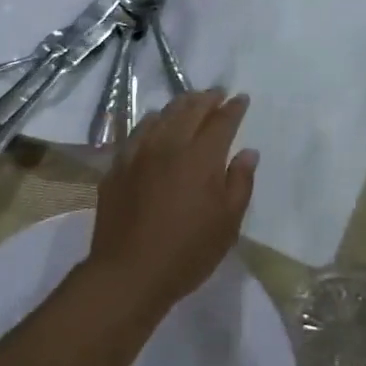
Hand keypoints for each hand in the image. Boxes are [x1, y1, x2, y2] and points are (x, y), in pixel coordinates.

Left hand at [86, 89, 258, 321]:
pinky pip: (137, 133)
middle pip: (189, 110)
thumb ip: (240, 182)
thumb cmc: (187, 252)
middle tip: (217, 93)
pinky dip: (151, 122)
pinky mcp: (117, 166)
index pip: (221, 121)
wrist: (129, 272)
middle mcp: (168, 145)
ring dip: (179, 105)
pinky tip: (154, 124)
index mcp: (200, 157)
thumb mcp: (227, 223)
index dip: (233, 108)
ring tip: (189, 103)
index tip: (240, 98)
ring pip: (160, 116)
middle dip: (206, 98)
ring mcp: (138, 153)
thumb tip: (247, 152)